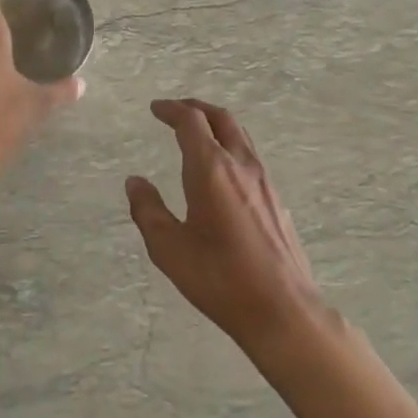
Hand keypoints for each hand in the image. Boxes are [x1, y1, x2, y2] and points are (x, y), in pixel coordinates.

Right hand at [126, 99, 327, 354]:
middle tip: (175, 111)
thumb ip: (148, 210)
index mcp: (211, 170)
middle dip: (196, 108)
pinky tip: (220, 169)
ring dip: (216, 125)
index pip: (191, 121)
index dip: (171, 109)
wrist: (283, 309)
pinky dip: (230, 145)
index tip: (155, 109)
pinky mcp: (276, 199)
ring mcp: (264, 181)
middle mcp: (241, 165)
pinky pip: (250, 156)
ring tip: (196, 134)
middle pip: (221, 118)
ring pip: (240, 135)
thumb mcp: (169, 248)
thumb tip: (134, 182)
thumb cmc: (219, 278)